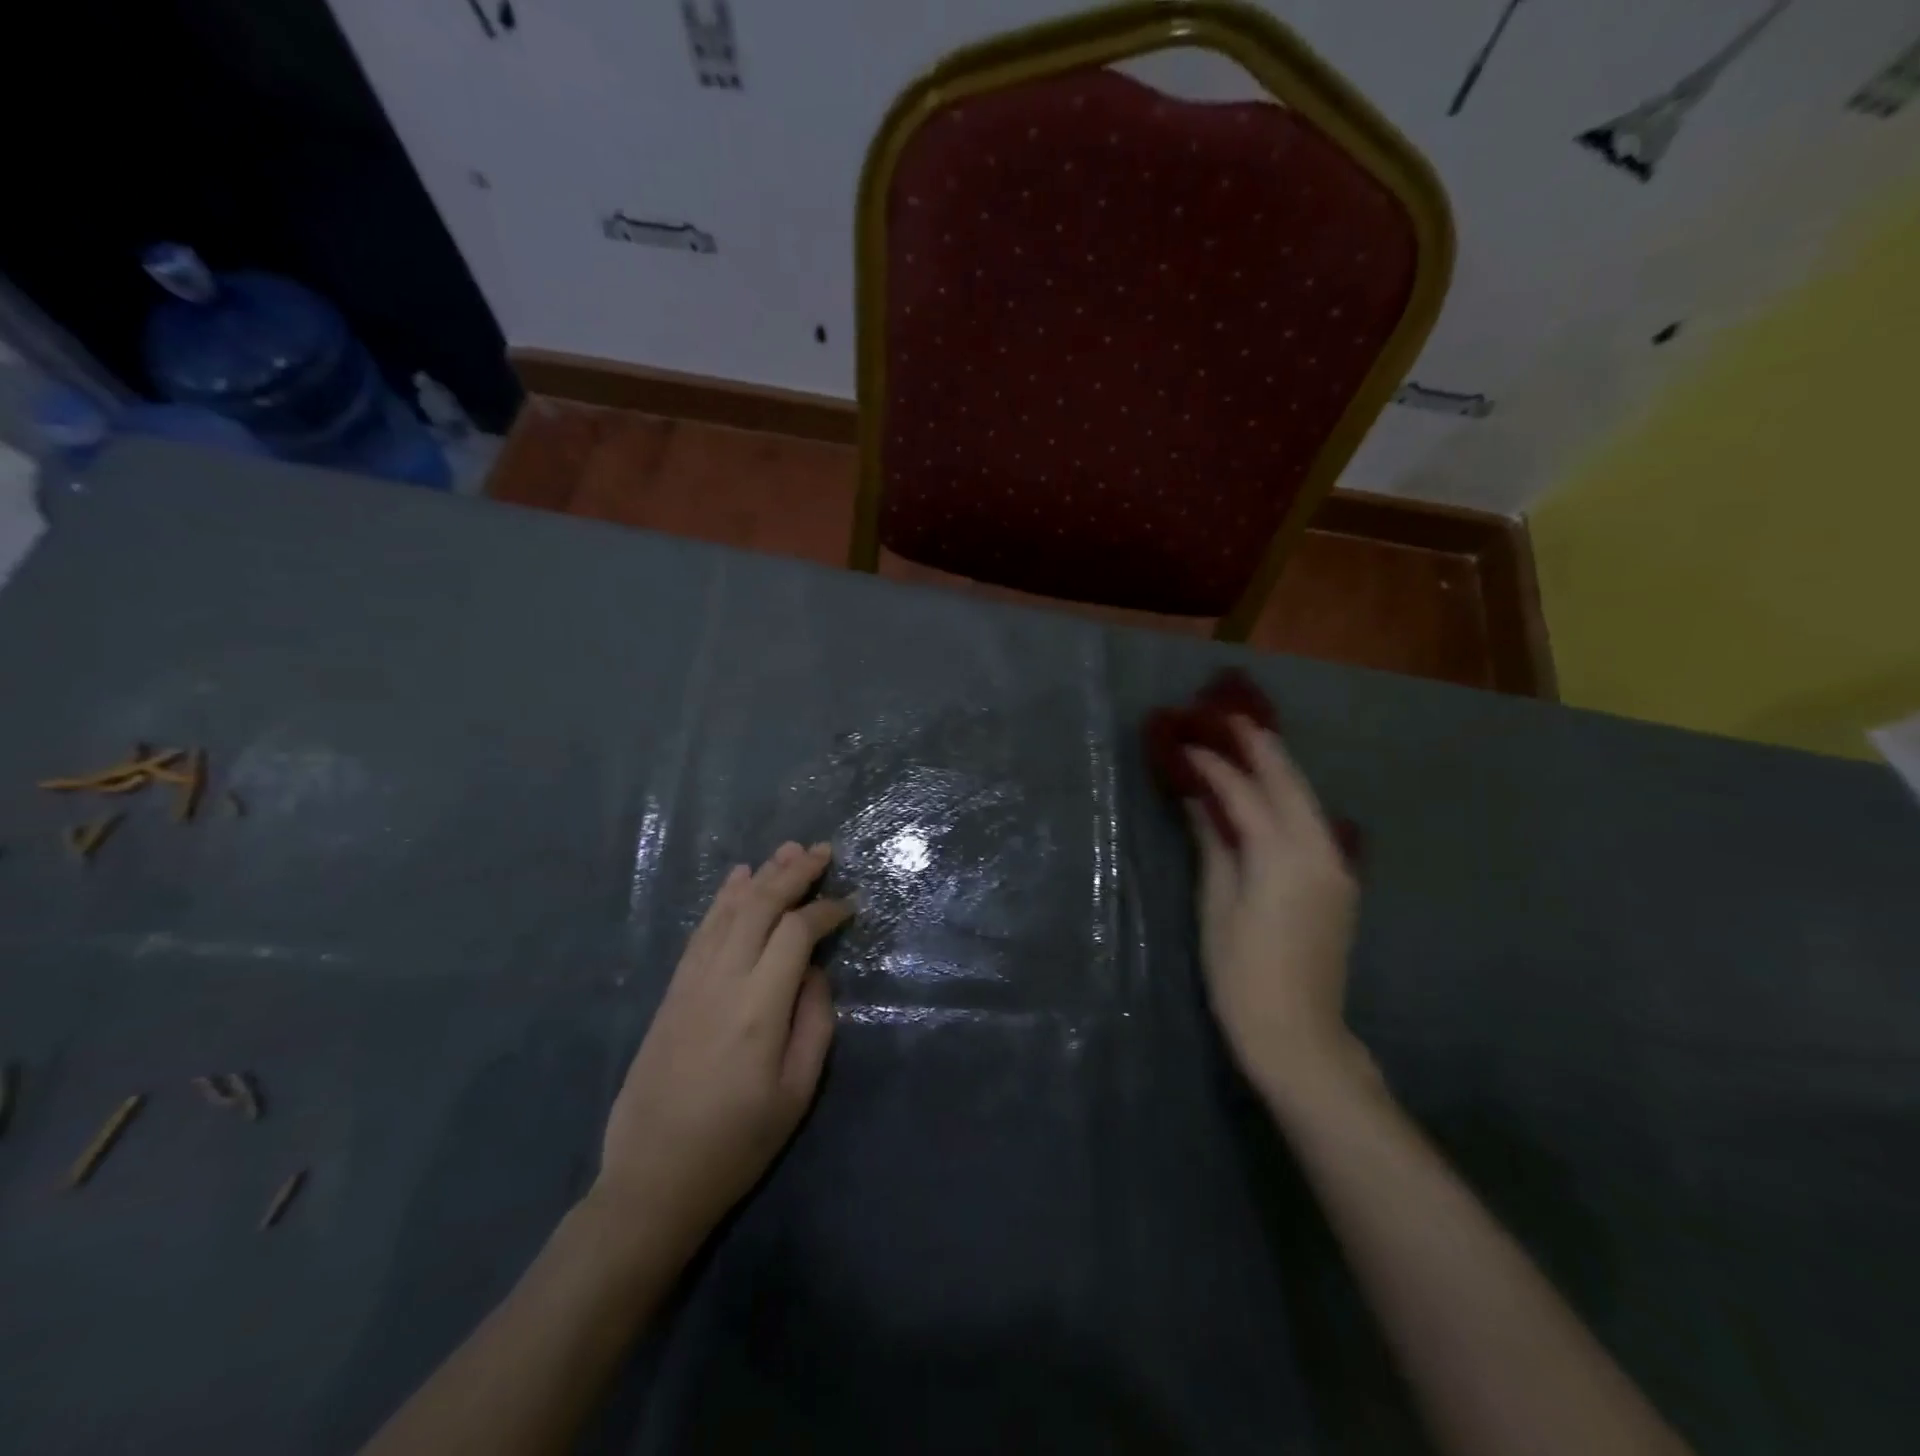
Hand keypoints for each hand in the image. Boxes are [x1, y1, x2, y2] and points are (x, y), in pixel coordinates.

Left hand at [591, 841, 851, 1268]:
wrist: (652, 1180)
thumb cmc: (737, 1144)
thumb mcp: (796, 1093)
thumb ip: (814, 1022)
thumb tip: (816, 971)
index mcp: (759, 1008)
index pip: (796, 933)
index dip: (826, 910)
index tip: (851, 904)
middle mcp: (722, 981)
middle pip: (760, 907)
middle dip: (795, 873)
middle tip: (823, 851)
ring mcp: (691, 982)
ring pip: (728, 911)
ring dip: (761, 876)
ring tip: (788, 850)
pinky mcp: (672, 991)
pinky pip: (702, 930)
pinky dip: (723, 899)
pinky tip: (738, 880)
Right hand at [1187, 720, 1364, 1102]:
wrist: (1298, 1034)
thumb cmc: (1241, 973)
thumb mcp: (1217, 906)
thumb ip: (1214, 845)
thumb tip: (1200, 801)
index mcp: (1282, 856)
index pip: (1244, 794)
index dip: (1214, 766)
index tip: (1186, 743)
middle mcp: (1318, 850)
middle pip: (1288, 784)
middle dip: (1259, 747)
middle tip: (1228, 716)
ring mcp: (1336, 865)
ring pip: (1307, 800)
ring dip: (1278, 768)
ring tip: (1249, 740)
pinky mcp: (1338, 881)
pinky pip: (1313, 822)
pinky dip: (1290, 797)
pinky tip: (1271, 789)